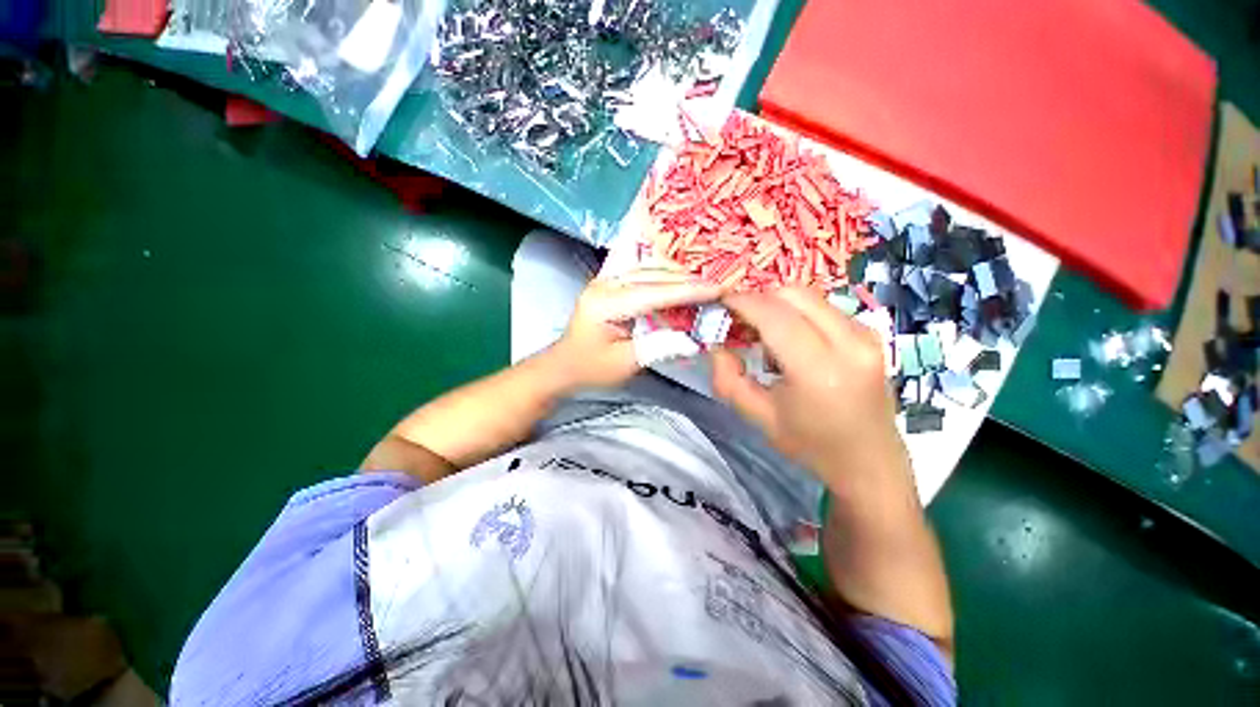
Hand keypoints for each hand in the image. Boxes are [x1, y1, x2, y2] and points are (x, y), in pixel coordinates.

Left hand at [550, 265, 721, 388]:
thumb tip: (693, 340)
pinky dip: (666, 277)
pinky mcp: (611, 283)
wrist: (564, 365)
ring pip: (649, 269)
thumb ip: (658, 348)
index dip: (687, 291)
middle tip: (719, 285)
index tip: (717, 289)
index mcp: (605, 304)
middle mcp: (604, 284)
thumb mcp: (625, 364)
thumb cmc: (591, 368)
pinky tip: (682, 280)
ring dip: (678, 275)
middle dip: (687, 280)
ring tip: (706, 282)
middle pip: (652, 275)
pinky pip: (643, 273)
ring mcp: (606, 280)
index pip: (653, 293)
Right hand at [712, 288, 903, 479]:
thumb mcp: (757, 417)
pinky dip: (797, 313)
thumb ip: (727, 379)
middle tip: (738, 320)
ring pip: (809, 297)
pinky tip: (790, 340)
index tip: (719, 304)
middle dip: (758, 299)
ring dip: (777, 306)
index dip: (742, 302)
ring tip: (762, 333)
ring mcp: (866, 335)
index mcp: (818, 371)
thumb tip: (716, 345)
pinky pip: (824, 307)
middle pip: (793, 294)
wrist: (870, 462)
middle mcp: (850, 343)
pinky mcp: (872, 334)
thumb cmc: (810, 444)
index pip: (774, 315)